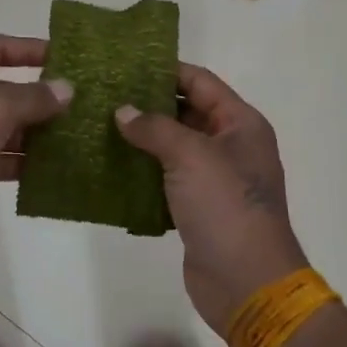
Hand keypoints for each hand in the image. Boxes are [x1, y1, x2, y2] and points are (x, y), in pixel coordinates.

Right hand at [114, 63, 308, 332]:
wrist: (247, 283)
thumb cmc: (226, 207)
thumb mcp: (191, 156)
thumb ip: (155, 128)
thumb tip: (123, 112)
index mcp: (240, 124)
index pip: (200, 82)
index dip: (165, 70)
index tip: (126, 63)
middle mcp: (230, 145)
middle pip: (186, 112)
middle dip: (148, 104)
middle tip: (104, 93)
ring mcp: (214, 178)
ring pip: (173, 146)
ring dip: (142, 138)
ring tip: (99, 124)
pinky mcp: (197, 207)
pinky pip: (166, 178)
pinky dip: (143, 171)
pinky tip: (110, 164)